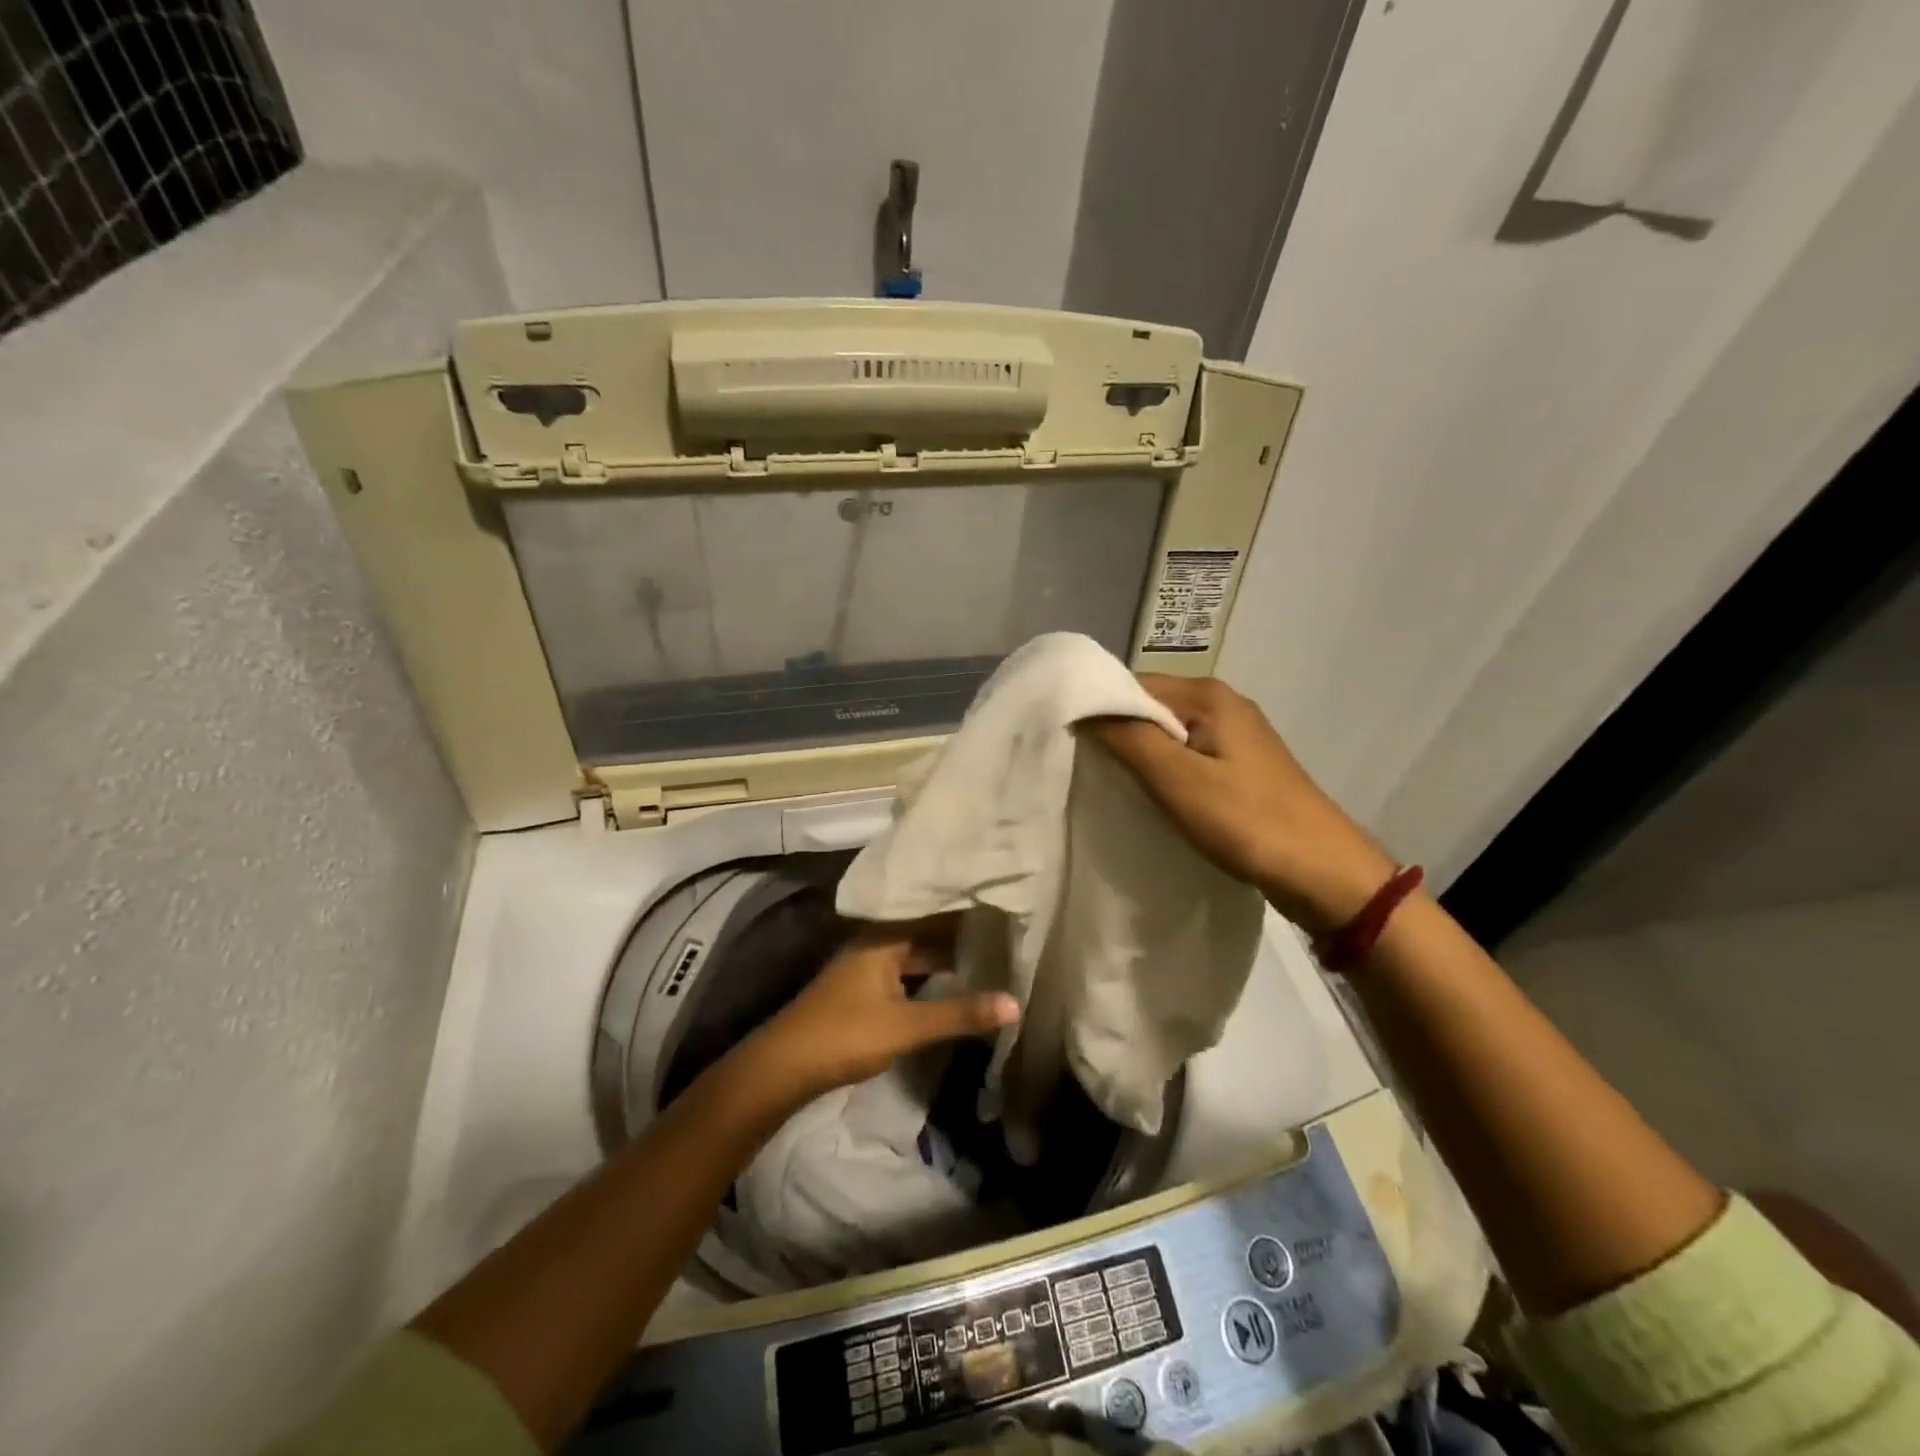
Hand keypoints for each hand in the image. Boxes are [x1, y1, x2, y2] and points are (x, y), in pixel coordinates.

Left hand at [739, 924, 1019, 1103]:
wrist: (784, 1066)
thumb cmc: (846, 1034)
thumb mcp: (907, 1025)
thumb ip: (960, 1013)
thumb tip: (1016, 1003)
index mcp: (884, 936)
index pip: (933, 912)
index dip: (965, 909)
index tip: (1001, 903)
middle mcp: (875, 941)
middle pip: (924, 931)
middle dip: (960, 935)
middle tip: (1004, 932)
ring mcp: (866, 966)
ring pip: (914, 953)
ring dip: (944, 956)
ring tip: (987, 955)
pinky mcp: (861, 989)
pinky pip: (905, 970)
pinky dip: (928, 974)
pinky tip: (950, 983)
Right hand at [1089, 675, 1396, 937]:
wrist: (1325, 874)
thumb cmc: (1248, 822)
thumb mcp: (1178, 780)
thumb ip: (1128, 738)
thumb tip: (1082, 705)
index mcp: (1207, 695)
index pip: (1131, 684)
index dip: (1096, 708)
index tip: (1065, 742)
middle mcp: (1221, 703)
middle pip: (1148, 707)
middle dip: (1115, 733)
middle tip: (1081, 768)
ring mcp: (1234, 735)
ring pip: (1165, 734)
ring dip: (1137, 755)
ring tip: (1107, 785)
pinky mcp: (1239, 766)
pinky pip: (1185, 756)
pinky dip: (1161, 771)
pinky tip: (1148, 796)